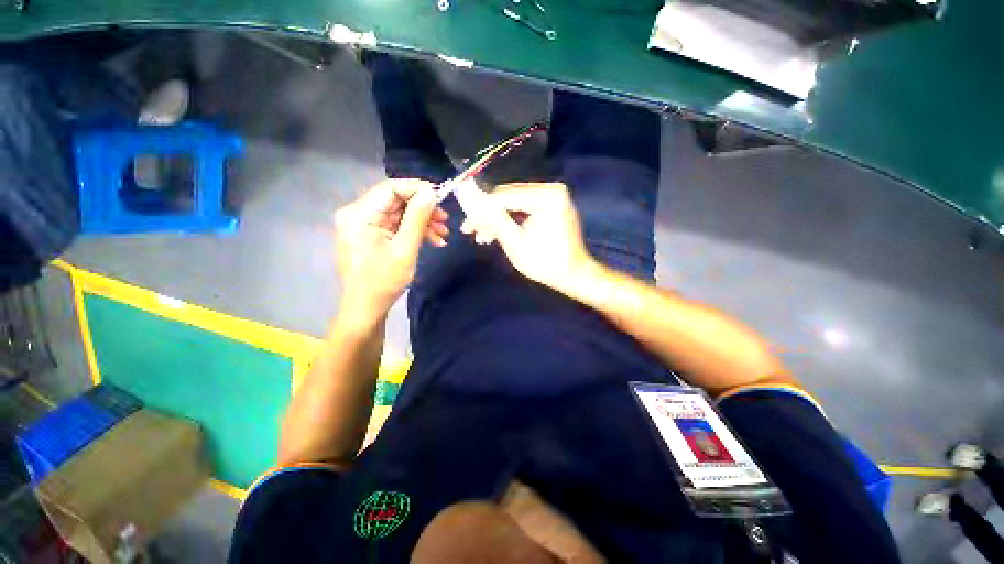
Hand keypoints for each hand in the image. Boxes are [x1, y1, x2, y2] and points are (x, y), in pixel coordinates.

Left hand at [334, 179, 448, 318]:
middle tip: (445, 221)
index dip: (418, 189)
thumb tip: (430, 193)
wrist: (366, 307)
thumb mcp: (405, 249)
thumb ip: (417, 218)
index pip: (391, 188)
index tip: (441, 198)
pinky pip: (395, 226)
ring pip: (398, 214)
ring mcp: (363, 225)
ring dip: (422, 222)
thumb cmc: (384, 281)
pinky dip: (413, 231)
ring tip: (443, 234)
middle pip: (396, 201)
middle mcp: (357, 214)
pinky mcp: (370, 235)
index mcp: (360, 214)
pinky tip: (432, 241)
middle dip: (423, 210)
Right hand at [458, 182, 596, 292]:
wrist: (574, 275)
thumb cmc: (545, 263)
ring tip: (482, 238)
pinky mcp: (552, 205)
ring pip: (514, 203)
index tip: (466, 225)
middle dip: (488, 216)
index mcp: (546, 196)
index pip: (504, 196)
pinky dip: (510, 220)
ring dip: (497, 219)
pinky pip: (524, 208)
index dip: (481, 210)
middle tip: (471, 231)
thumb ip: (493, 221)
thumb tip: (472, 204)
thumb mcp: (515, 243)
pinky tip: (496, 233)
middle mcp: (551, 190)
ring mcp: (553, 196)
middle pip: (509, 197)